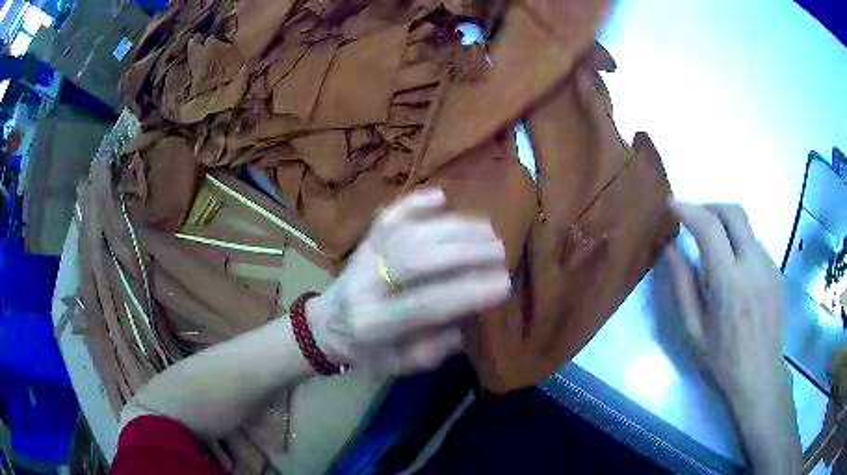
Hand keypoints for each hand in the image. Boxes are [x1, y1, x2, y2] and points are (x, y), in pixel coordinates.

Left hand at [307, 189, 510, 373]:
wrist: (326, 326)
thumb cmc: (368, 351)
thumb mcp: (400, 364)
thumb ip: (434, 348)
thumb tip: (468, 316)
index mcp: (373, 324)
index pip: (425, 304)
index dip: (467, 292)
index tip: (504, 284)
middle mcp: (364, 285)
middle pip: (415, 259)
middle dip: (463, 252)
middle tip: (499, 251)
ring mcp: (362, 258)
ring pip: (406, 233)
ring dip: (452, 227)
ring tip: (488, 230)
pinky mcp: (364, 241)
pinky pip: (387, 217)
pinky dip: (413, 203)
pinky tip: (441, 197)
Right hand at [665, 200, 800, 472]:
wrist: (761, 376)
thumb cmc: (722, 360)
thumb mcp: (693, 331)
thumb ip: (682, 286)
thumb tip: (671, 249)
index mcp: (729, 283)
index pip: (709, 227)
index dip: (688, 209)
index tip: (672, 204)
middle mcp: (753, 265)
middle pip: (734, 212)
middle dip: (710, 207)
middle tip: (694, 218)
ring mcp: (769, 266)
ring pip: (746, 228)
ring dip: (726, 228)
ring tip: (714, 250)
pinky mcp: (777, 272)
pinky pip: (755, 246)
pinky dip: (740, 245)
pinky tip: (735, 272)